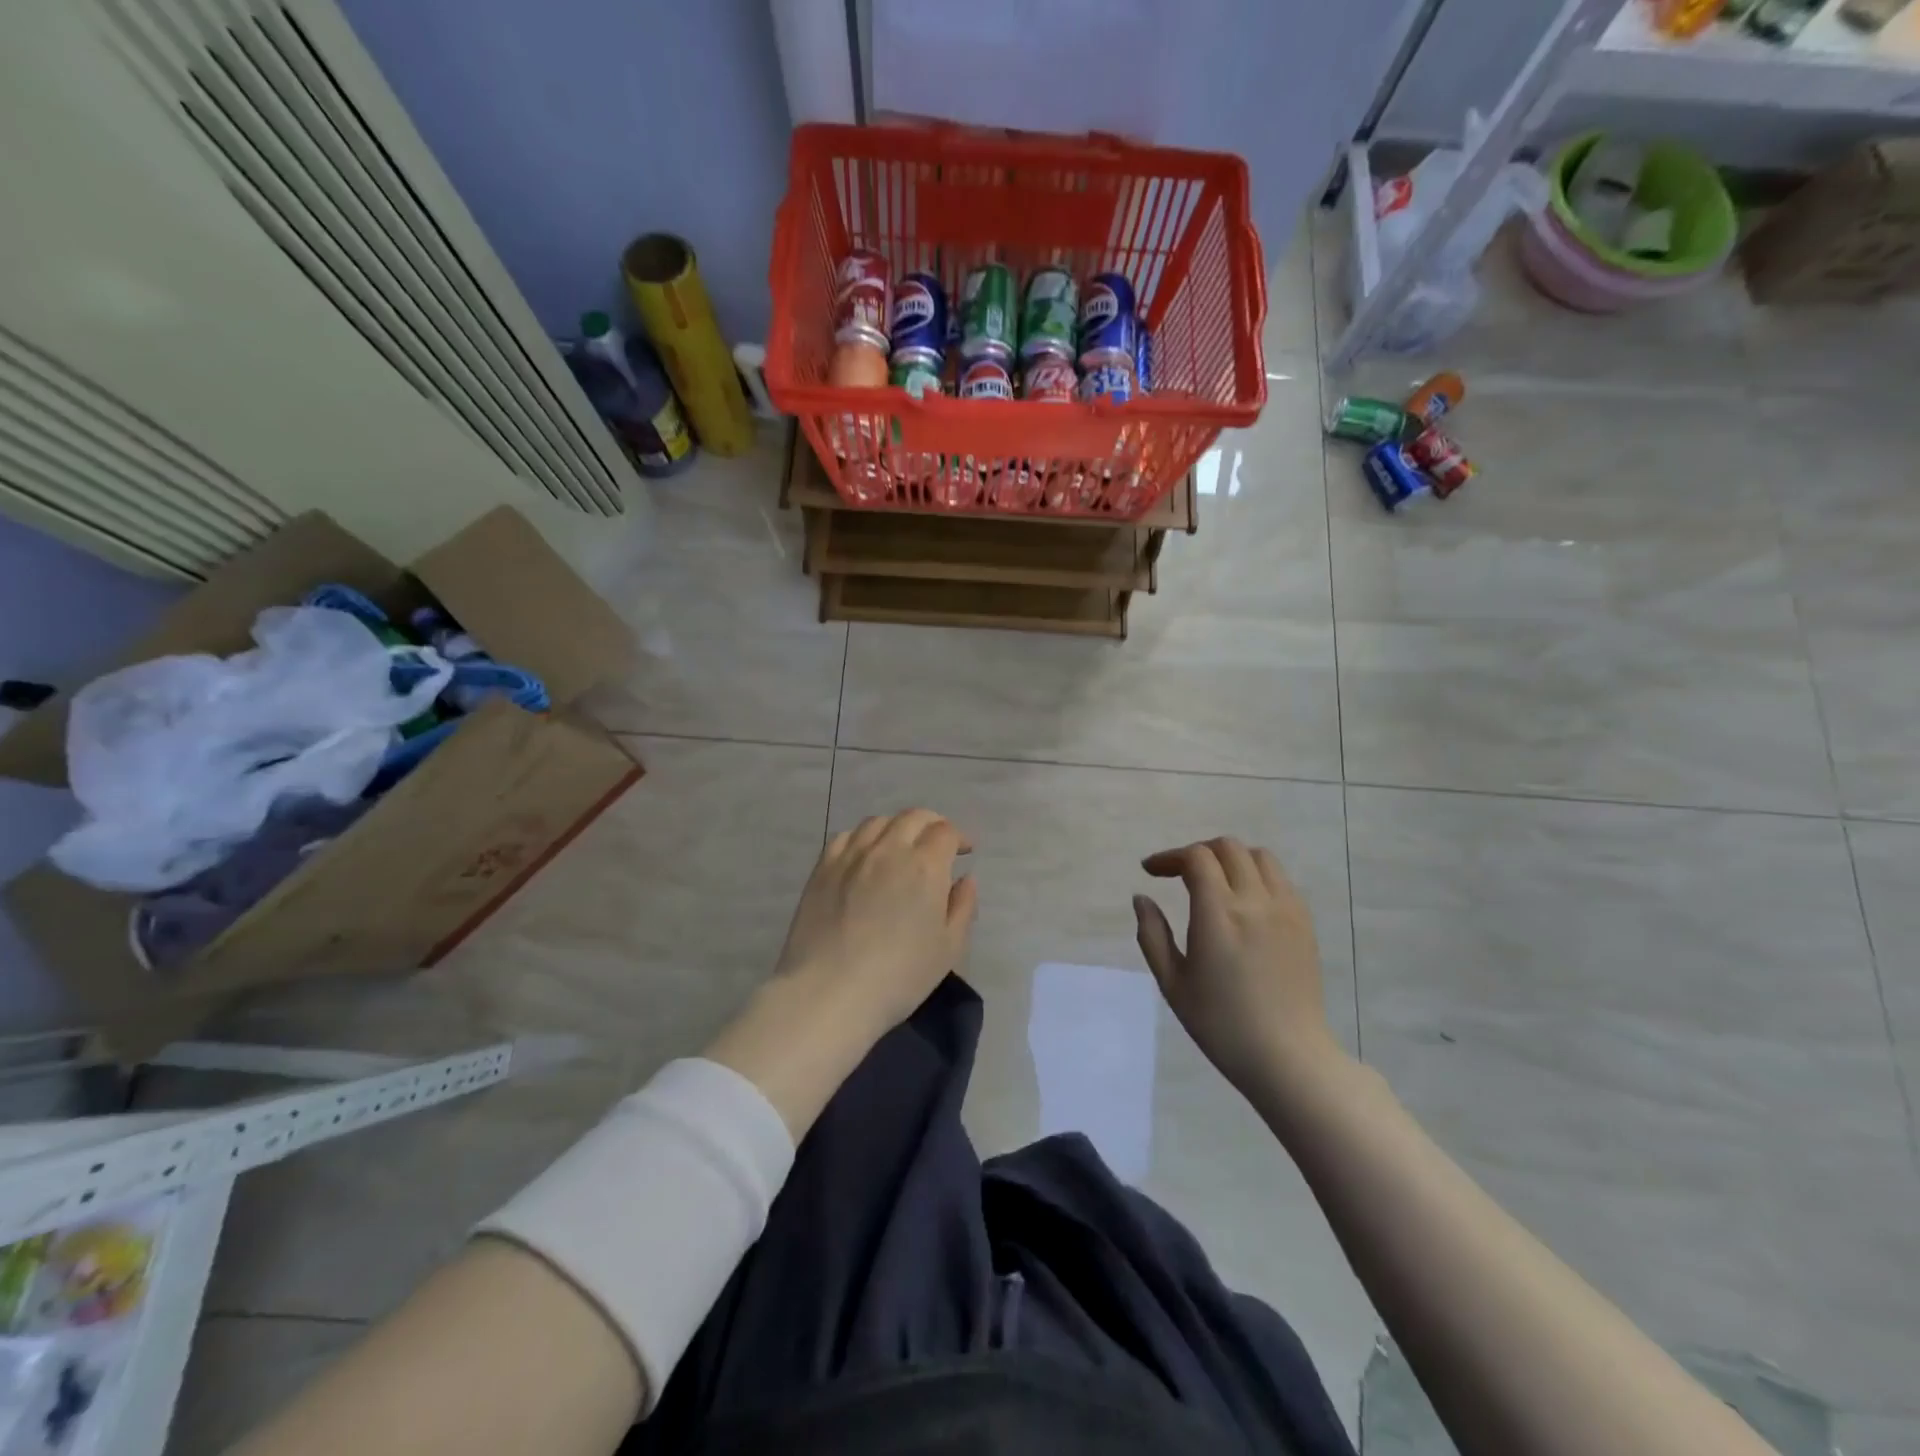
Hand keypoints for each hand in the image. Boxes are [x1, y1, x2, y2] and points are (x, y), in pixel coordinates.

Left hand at [773, 809, 977, 1038]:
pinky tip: (865, 856)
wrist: (830, 992)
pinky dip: (863, 838)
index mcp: (925, 865)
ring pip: (878, 822)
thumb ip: (963, 907)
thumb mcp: (949, 948)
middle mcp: (889, 849)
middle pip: (913, 817)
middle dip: (932, 825)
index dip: (959, 837)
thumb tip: (965, 879)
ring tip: (901, 847)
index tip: (964, 851)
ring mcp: (851, 855)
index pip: (946, 832)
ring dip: (897, 828)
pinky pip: (846, 837)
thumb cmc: (899, 976)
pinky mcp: (823, 868)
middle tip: (937, 844)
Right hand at [1133, 838, 1344, 1093]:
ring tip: (1214, 882)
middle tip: (1178, 874)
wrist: (1288, 1057)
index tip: (1151, 871)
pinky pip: (1280, 879)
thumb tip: (1142, 898)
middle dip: (1197, 852)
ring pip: (1259, 856)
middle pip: (1227, 847)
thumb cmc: (1221, 1024)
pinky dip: (1256, 875)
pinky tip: (1244, 902)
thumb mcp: (1172, 983)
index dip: (1169, 857)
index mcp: (1219, 914)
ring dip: (1230, 859)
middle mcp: (1255, 901)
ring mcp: (1286, 909)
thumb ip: (1152, 935)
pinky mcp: (1304, 922)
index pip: (1196, 858)